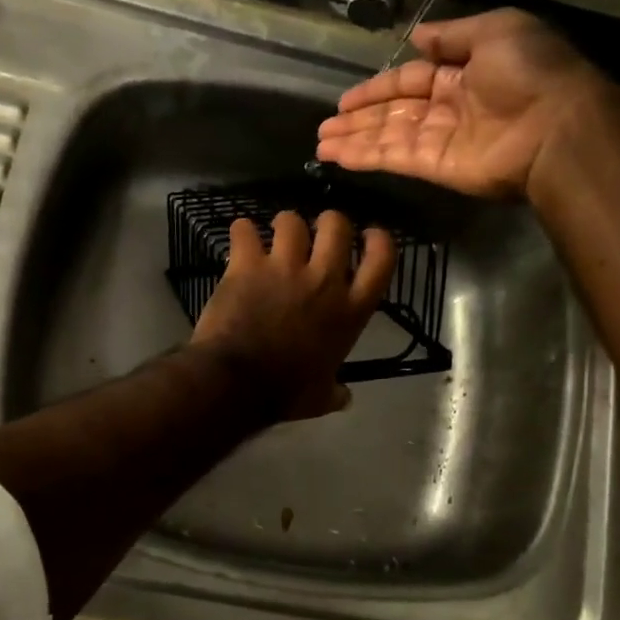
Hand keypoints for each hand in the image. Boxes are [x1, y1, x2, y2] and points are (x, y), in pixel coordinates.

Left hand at [190, 209, 396, 421]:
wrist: (238, 383)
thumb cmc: (284, 393)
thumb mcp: (319, 398)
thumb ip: (334, 392)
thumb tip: (345, 397)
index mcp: (350, 311)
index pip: (381, 260)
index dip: (378, 240)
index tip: (369, 236)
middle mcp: (324, 280)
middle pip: (337, 226)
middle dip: (328, 222)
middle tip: (316, 233)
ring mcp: (284, 268)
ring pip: (291, 221)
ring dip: (284, 225)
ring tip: (274, 236)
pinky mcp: (247, 265)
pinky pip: (244, 230)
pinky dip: (241, 231)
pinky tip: (240, 237)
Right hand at [316, 9, 617, 201]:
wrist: (557, 126)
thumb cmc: (530, 72)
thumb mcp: (496, 30)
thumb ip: (452, 35)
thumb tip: (418, 35)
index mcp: (462, 73)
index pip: (409, 80)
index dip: (377, 88)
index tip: (345, 99)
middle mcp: (446, 108)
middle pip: (392, 112)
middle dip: (358, 118)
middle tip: (323, 126)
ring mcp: (439, 140)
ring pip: (386, 138)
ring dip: (353, 140)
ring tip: (320, 143)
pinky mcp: (435, 167)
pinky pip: (393, 158)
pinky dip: (364, 157)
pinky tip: (337, 156)